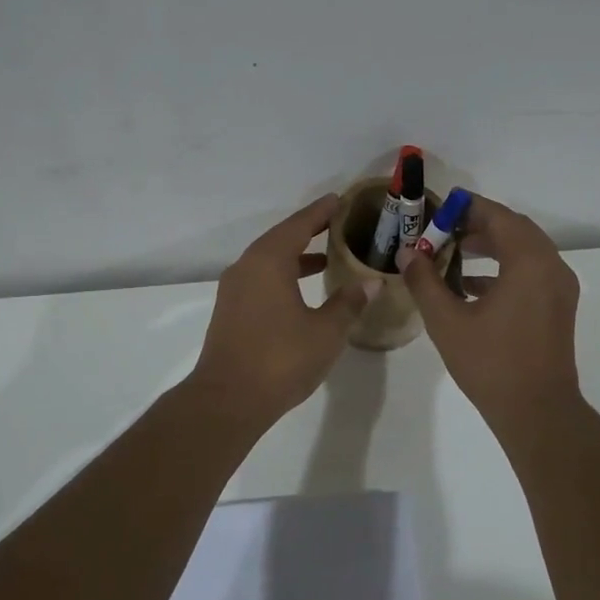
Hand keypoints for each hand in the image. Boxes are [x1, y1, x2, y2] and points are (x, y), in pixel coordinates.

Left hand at [190, 194, 375, 426]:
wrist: (228, 399)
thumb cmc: (281, 359)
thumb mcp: (326, 331)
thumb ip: (349, 302)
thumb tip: (371, 282)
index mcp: (269, 261)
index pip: (298, 225)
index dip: (321, 212)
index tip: (339, 200)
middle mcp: (247, 267)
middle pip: (281, 238)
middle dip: (308, 230)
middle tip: (336, 224)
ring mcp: (235, 289)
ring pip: (268, 260)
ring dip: (295, 255)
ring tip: (326, 257)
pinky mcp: (231, 310)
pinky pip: (260, 278)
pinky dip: (283, 274)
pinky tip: (301, 290)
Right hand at [399, 195, 582, 433]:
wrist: (537, 411)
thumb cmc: (491, 363)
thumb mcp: (447, 321)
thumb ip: (424, 281)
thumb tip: (407, 253)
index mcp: (529, 262)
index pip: (498, 217)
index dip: (468, 208)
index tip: (441, 207)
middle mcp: (551, 267)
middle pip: (515, 229)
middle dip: (479, 225)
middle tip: (444, 228)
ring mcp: (559, 288)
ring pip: (525, 251)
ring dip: (492, 246)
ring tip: (454, 252)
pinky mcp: (558, 308)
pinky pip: (532, 273)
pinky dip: (505, 269)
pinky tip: (471, 286)